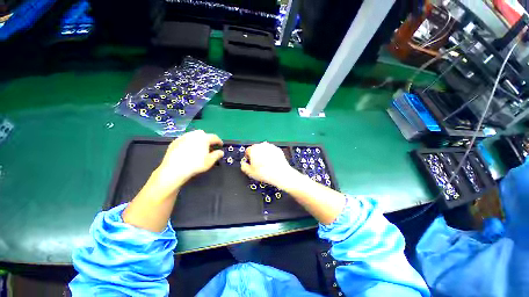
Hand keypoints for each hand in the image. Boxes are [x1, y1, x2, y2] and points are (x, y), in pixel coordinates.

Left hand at [156, 130, 223, 189]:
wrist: (174, 169)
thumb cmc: (195, 165)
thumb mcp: (210, 161)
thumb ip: (217, 155)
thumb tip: (221, 152)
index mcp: (204, 138)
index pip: (214, 137)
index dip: (219, 141)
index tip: (220, 145)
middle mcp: (194, 135)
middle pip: (203, 134)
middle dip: (207, 138)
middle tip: (209, 146)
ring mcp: (183, 137)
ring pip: (193, 135)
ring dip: (198, 140)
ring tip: (198, 147)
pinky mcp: (175, 142)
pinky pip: (185, 139)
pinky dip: (189, 142)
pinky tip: (188, 150)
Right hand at [240, 142, 296, 188]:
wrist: (280, 174)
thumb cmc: (265, 173)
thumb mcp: (250, 172)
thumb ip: (244, 166)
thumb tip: (243, 164)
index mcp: (253, 149)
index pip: (247, 151)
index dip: (248, 157)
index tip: (250, 162)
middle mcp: (262, 146)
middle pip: (256, 149)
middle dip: (256, 155)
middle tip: (258, 164)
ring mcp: (270, 146)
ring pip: (264, 149)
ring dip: (263, 154)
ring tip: (265, 164)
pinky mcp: (277, 149)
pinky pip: (271, 151)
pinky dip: (270, 155)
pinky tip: (271, 162)